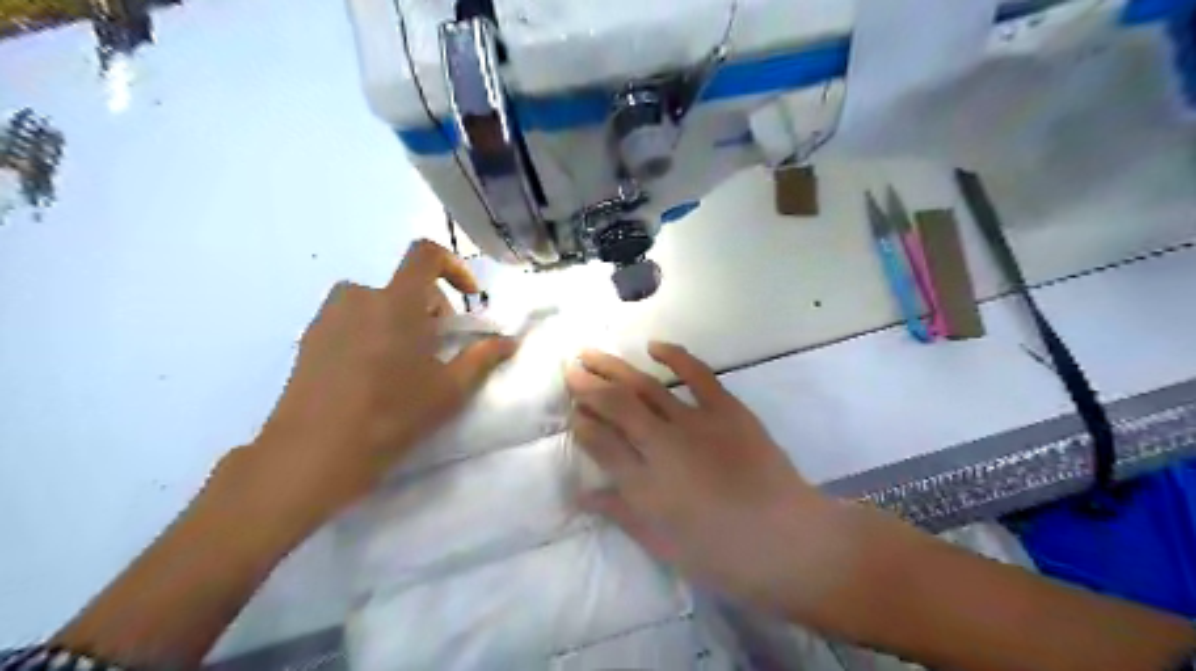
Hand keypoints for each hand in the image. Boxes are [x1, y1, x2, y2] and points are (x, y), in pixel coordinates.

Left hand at [249, 239, 515, 523]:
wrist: (314, 452)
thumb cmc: (392, 415)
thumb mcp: (449, 389)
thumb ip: (482, 357)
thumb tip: (509, 341)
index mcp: (396, 301)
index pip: (426, 254)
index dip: (454, 266)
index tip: (469, 297)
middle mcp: (359, 296)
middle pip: (406, 285)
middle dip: (432, 308)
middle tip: (440, 348)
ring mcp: (329, 316)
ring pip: (379, 303)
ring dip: (401, 320)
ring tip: (406, 363)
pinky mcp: (310, 337)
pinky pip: (353, 319)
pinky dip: (373, 331)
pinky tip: (374, 375)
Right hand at [567, 345, 855, 618]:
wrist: (790, 542)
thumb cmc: (723, 555)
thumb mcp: (663, 545)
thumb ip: (620, 513)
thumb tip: (581, 493)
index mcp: (644, 485)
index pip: (601, 443)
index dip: (582, 424)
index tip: (571, 412)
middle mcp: (663, 446)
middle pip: (616, 406)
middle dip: (587, 386)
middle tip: (569, 369)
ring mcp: (696, 423)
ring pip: (646, 386)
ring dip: (615, 367)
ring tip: (590, 352)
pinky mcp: (728, 410)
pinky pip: (698, 375)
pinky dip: (675, 356)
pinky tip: (654, 345)